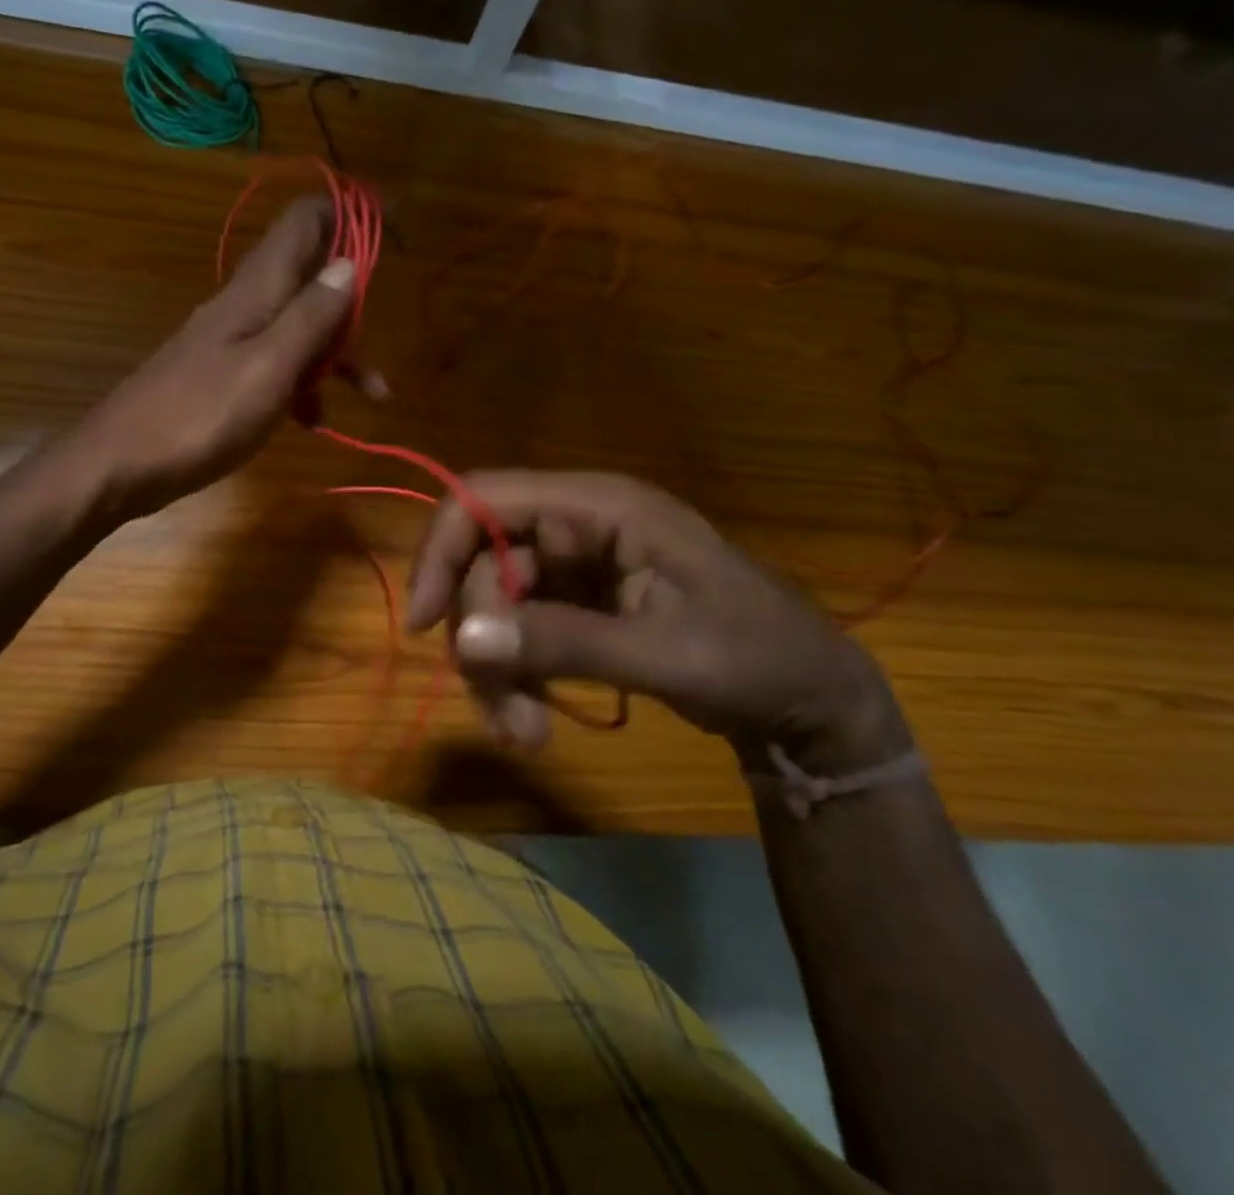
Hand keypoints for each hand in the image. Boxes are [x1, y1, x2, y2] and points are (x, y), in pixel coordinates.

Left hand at [65, 197, 363, 523]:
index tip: (391, 218)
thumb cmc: (199, 417)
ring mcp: (230, 341)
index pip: (304, 222)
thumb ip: (309, 317)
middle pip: (310, 278)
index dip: (348, 210)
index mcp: (256, 291)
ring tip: (372, 396)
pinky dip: (302, 385)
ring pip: (298, 328)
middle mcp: (244, 305)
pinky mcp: (221, 376)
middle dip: (353, 306)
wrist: (119, 463)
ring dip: (336, 355)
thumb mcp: (268, 368)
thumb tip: (348, 263)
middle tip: (384, 342)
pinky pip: (276, 366)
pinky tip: (313, 422)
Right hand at [405, 471, 908, 768]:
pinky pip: (517, 631)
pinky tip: (535, 722)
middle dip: (481, 641)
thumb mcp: (666, 653)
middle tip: (508, 718)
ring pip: (493, 605)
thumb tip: (464, 639)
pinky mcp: (578, 606)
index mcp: (600, 507)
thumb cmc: (758, 658)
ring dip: (496, 671)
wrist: (812, 704)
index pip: (484, 498)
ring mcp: (576, 568)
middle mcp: (577, 526)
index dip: (441, 550)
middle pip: (483, 565)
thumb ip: (564, 642)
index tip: (422, 623)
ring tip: (527, 735)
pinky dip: (515, 676)